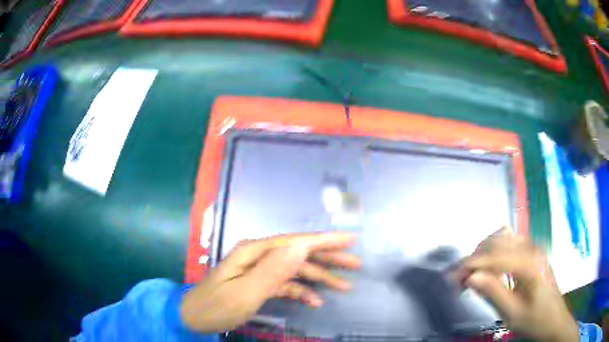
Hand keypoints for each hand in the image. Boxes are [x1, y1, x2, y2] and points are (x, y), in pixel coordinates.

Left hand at [179, 232, 359, 332]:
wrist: (194, 317)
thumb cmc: (216, 306)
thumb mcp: (244, 292)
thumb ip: (272, 270)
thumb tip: (301, 248)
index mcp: (254, 252)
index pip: (296, 242)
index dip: (325, 240)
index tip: (351, 238)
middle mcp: (259, 256)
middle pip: (300, 253)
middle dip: (328, 257)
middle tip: (356, 263)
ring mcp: (260, 270)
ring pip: (296, 270)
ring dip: (320, 277)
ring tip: (344, 285)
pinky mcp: (260, 284)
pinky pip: (287, 285)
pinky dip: (302, 291)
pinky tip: (314, 301)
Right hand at [456, 228, 578, 341]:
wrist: (554, 321)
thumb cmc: (535, 321)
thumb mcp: (513, 314)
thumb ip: (493, 293)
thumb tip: (470, 278)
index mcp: (529, 263)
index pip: (493, 256)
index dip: (469, 265)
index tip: (450, 278)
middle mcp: (532, 248)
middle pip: (496, 242)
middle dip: (474, 258)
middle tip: (458, 279)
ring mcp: (534, 248)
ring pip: (502, 239)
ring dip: (483, 253)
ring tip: (471, 274)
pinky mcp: (533, 253)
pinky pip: (510, 244)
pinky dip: (494, 253)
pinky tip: (489, 268)